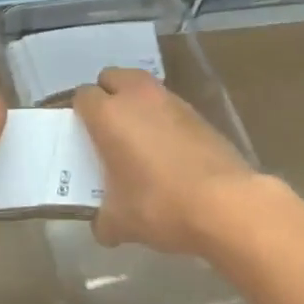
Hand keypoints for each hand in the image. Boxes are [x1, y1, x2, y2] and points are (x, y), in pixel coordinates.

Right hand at [72, 67, 255, 253]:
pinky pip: (167, 104)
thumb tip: (102, 225)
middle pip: (110, 77)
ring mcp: (168, 99)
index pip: (82, 96)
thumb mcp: (121, 223)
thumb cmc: (161, 205)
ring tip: (138, 137)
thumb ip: (103, 219)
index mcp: (108, 114)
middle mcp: (135, 96)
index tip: (81, 136)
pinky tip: (167, 149)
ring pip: (140, 86)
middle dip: (106, 96)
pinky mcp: (195, 111)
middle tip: (107, 129)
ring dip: (135, 103)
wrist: (225, 203)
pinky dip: (161, 116)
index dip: (78, 113)